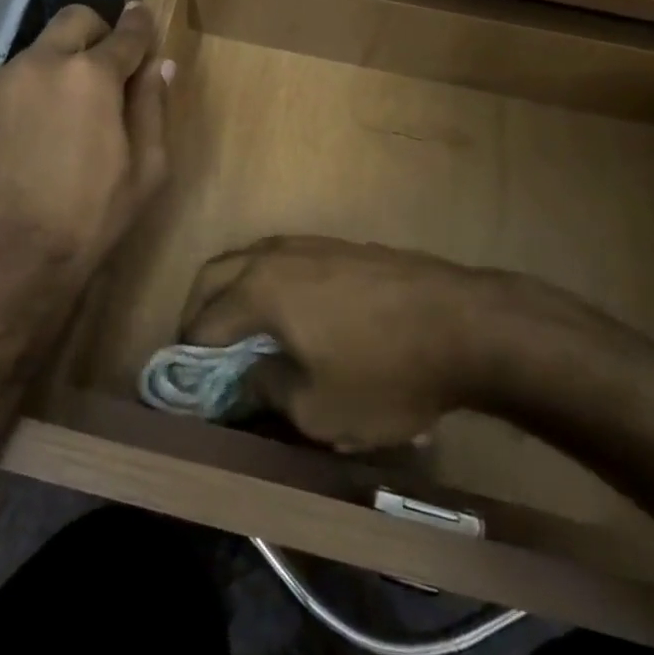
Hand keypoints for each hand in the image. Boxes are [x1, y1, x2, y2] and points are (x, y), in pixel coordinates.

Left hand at [0, 2, 170, 309]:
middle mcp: (39, 62)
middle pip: (73, 21)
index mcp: (91, 76)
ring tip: (50, 122)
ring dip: (50, 72)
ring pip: (32, 55)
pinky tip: (14, 141)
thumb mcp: (146, 170)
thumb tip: (159, 64)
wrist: (8, 261)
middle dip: (95, 34)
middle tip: (100, 69)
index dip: (140, 24)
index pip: (126, 34)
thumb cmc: (90, 217)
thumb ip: (153, 107)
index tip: (142, 18)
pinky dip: (13, 99)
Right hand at [183, 236, 616, 450]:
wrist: (468, 325)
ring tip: (243, 333)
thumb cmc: (387, 373)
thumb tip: (250, 375)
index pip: (203, 322)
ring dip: (234, 292)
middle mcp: (274, 255)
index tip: (186, 385)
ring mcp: (310, 244)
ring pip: (250, 260)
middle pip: (214, 275)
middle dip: (199, 311)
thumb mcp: (320, 410)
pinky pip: (285, 261)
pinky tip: (291, 315)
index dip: (188, 357)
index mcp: (258, 289)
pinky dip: (269, 284)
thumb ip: (270, 390)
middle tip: (202, 351)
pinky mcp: (341, 246)